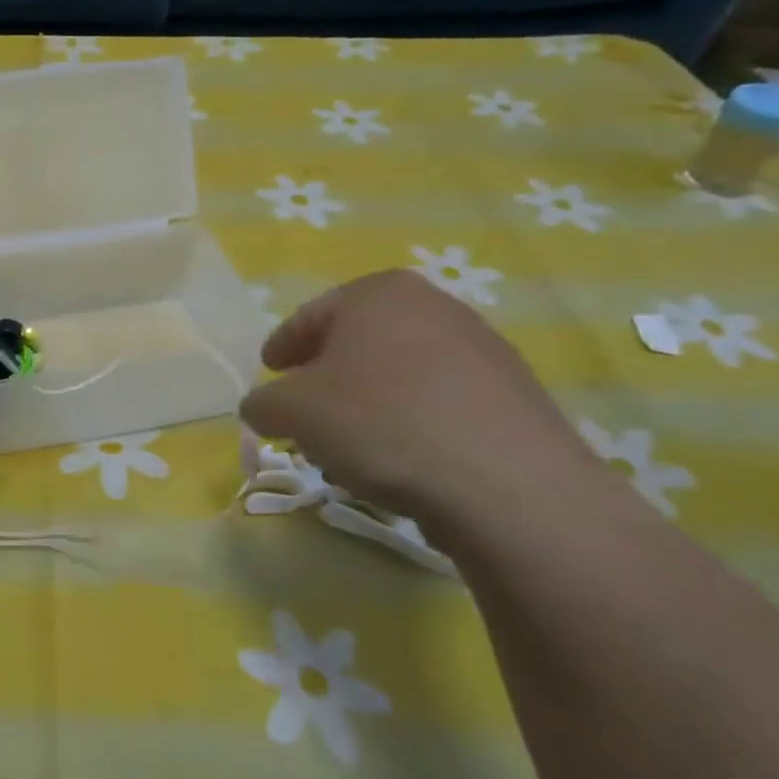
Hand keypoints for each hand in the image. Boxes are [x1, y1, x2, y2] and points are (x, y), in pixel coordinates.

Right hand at [238, 270, 601, 535]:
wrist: (508, 486)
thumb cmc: (380, 423)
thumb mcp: (292, 412)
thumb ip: (263, 403)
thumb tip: (263, 408)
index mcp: (377, 293)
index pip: (309, 316)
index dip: (282, 347)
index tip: (269, 373)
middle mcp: (434, 305)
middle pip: (359, 340)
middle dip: (328, 374)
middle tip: (306, 409)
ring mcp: (483, 348)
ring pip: (400, 372)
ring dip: (369, 400)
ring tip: (352, 443)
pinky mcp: (516, 394)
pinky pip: (441, 401)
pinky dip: (412, 420)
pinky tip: (403, 460)